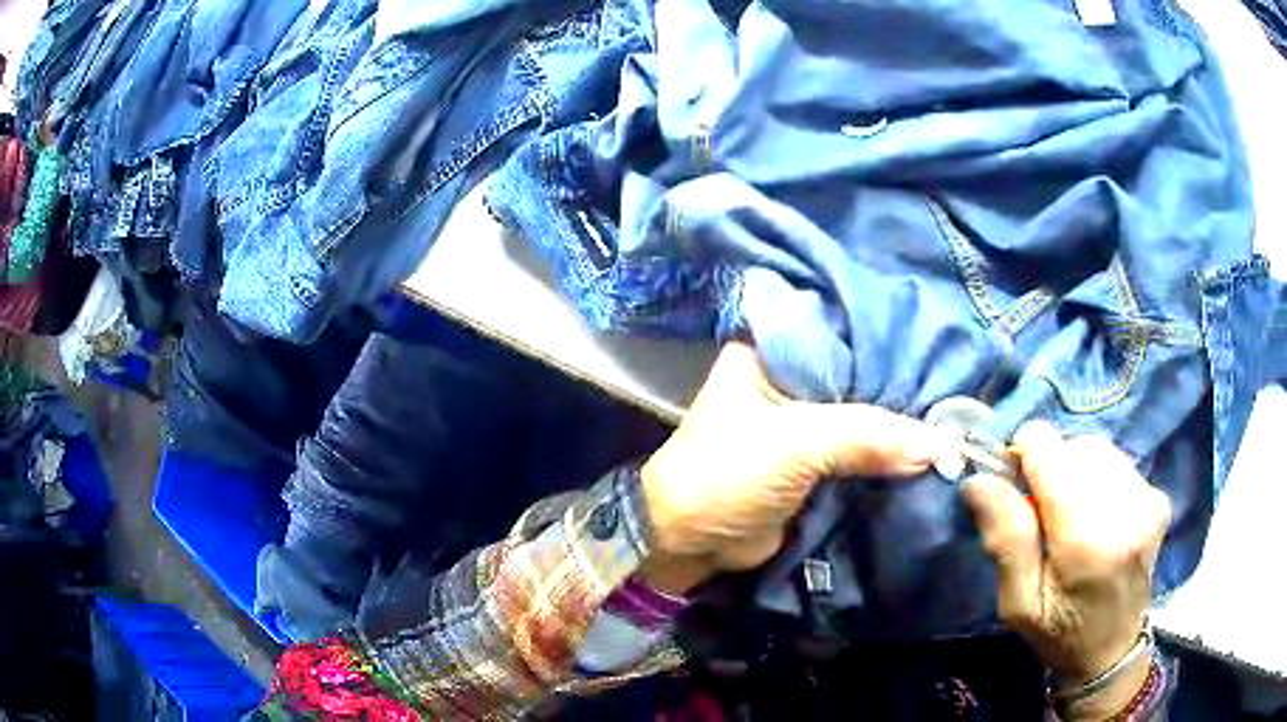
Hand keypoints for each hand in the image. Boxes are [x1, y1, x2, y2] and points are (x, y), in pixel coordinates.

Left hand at [637, 341, 945, 593]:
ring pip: (859, 421)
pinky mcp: (810, 467)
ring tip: (953, 422)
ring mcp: (800, 427)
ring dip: (896, 431)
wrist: (691, 544)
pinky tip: (928, 454)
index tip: (936, 351)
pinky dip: (885, 460)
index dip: (885, 345)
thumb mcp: (796, 444)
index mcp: (770, 356)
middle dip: (897, 391)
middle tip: (954, 394)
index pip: (840, 336)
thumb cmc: (727, 475)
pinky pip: (857, 457)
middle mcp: (787, 383)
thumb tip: (941, 446)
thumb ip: (868, 436)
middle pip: (855, 381)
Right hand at [961, 421, 1170, 716]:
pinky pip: (1117, 463)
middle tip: (1039, 508)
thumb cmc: (1059, 633)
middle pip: (1076, 447)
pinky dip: (1097, 478)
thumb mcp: (1018, 604)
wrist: (1112, 650)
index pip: (1051, 453)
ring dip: (1075, 470)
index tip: (1013, 479)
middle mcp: (1126, 511)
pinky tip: (1095, 514)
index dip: (1024, 453)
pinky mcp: (1159, 498)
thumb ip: (1005, 541)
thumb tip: (979, 480)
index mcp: (1087, 543)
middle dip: (1051, 466)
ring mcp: (1148, 502)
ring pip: (1098, 449)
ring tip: (1069, 512)